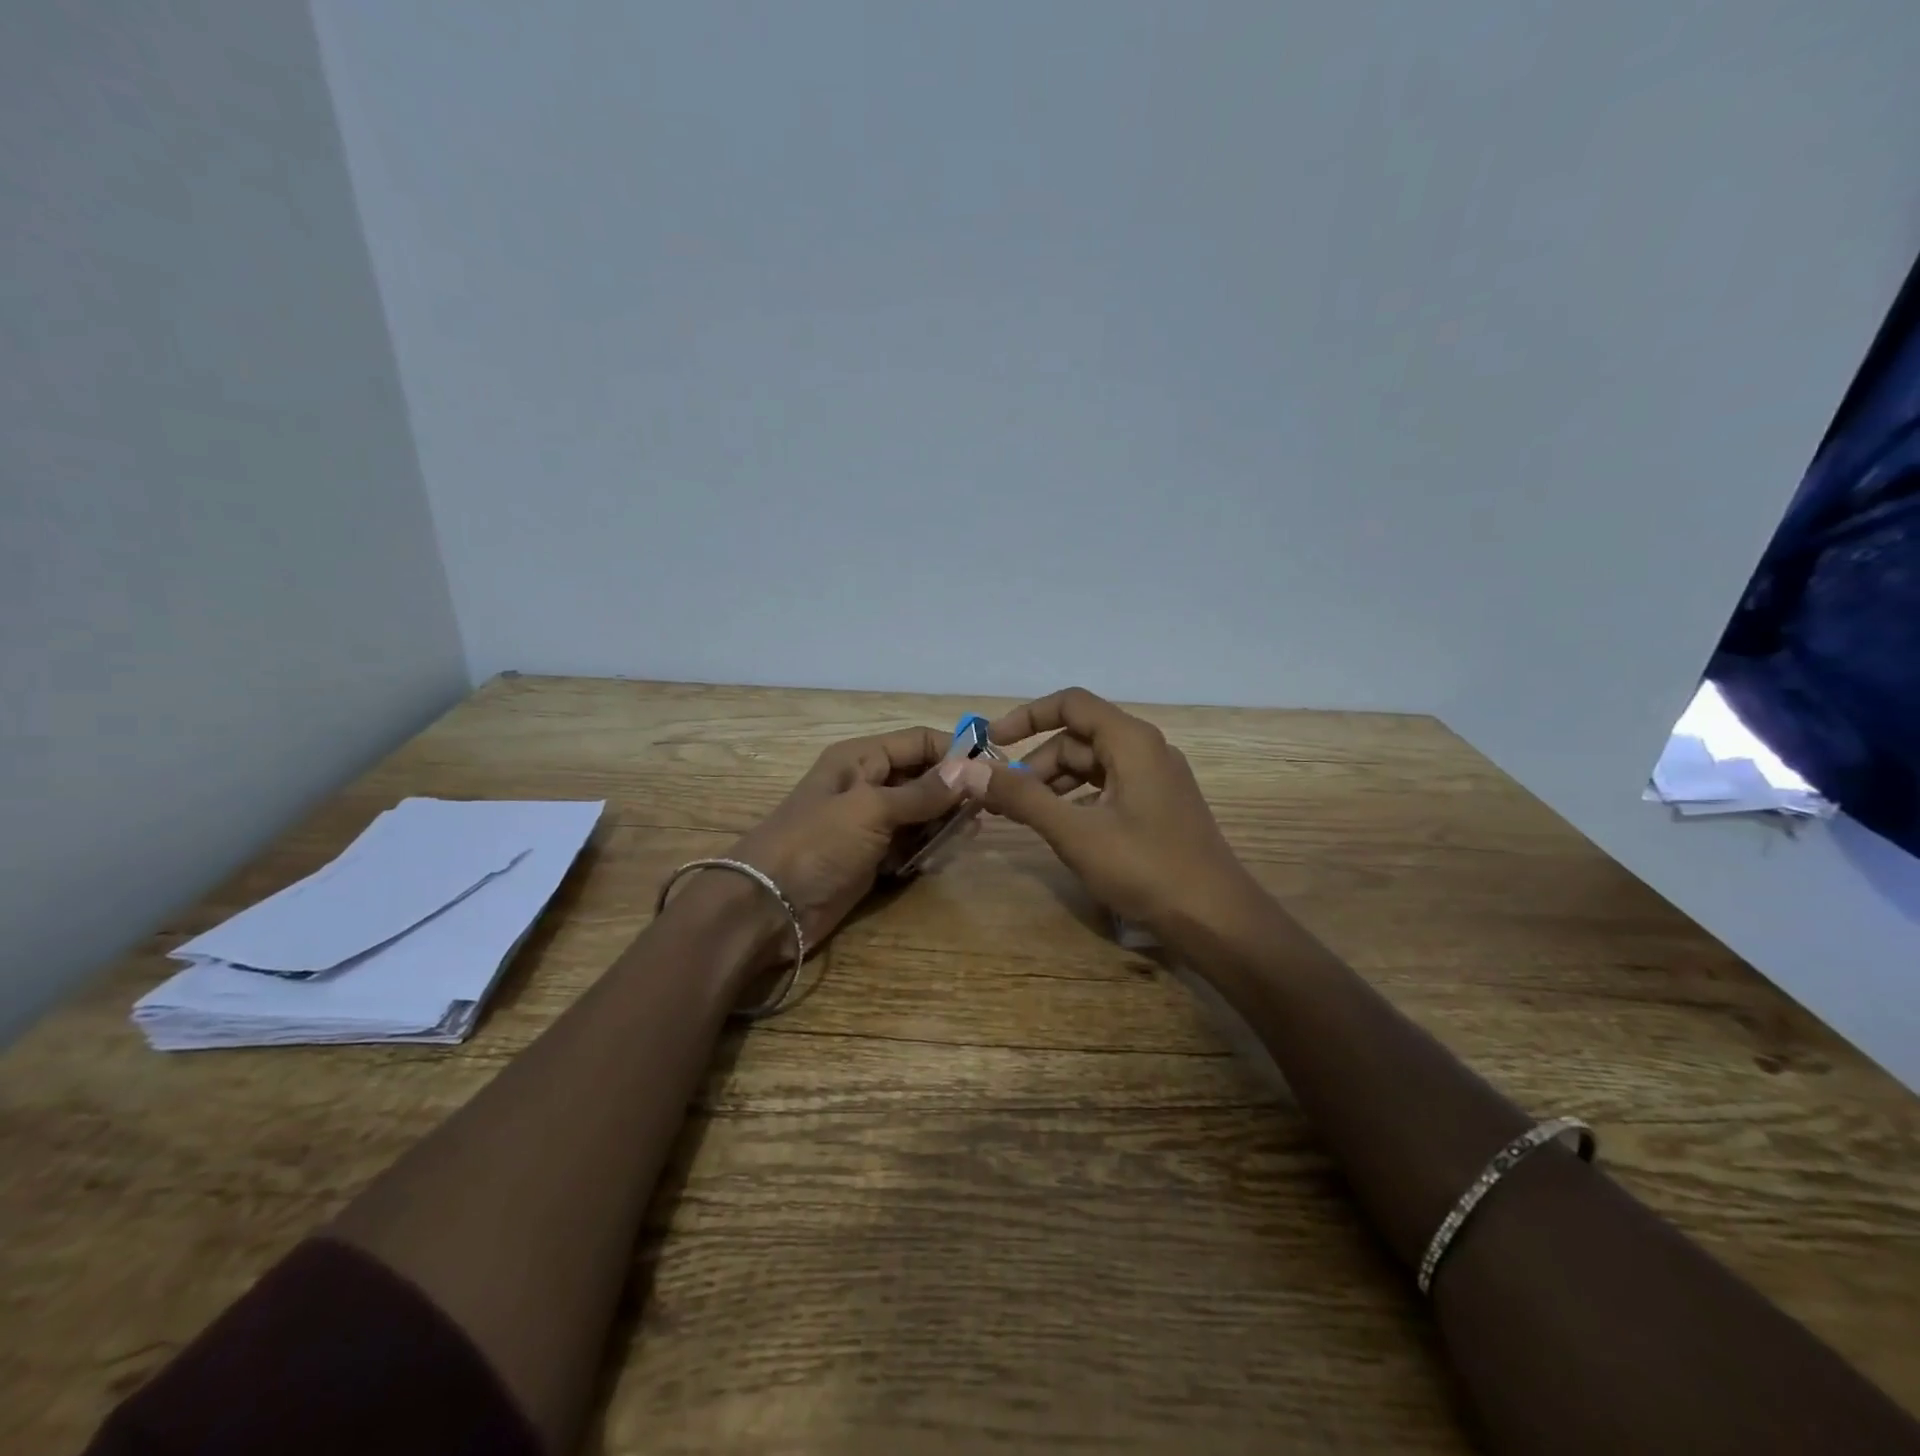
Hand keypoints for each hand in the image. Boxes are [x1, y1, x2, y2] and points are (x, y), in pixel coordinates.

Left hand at [726, 727, 964, 956]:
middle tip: (987, 811)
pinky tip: (942, 856)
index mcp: (861, 759)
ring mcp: (868, 824)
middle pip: (922, 777)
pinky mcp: (870, 858)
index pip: (918, 741)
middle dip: (953, 791)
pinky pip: (909, 845)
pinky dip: (926, 849)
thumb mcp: (872, 809)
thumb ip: (923, 792)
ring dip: (943, 822)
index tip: (993, 771)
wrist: (768, 906)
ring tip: (969, 835)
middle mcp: (867, 785)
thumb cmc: (818, 843)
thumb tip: (971, 769)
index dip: (955, 751)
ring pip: (920, 813)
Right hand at [974, 688, 1266, 946]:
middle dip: (1034, 764)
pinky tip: (1057, 826)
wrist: (1216, 919)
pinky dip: (1075, 800)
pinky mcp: (1157, 807)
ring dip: (1052, 784)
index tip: (991, 743)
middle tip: (998, 798)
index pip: (1070, 704)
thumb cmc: (1146, 868)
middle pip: (1077, 738)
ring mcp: (1155, 779)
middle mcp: (1146, 750)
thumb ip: (1022, 797)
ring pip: (1091, 766)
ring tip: (1018, 814)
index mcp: (1131, 741)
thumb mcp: (1075, 832)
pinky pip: (1107, 788)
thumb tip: (968, 770)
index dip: (1026, 717)